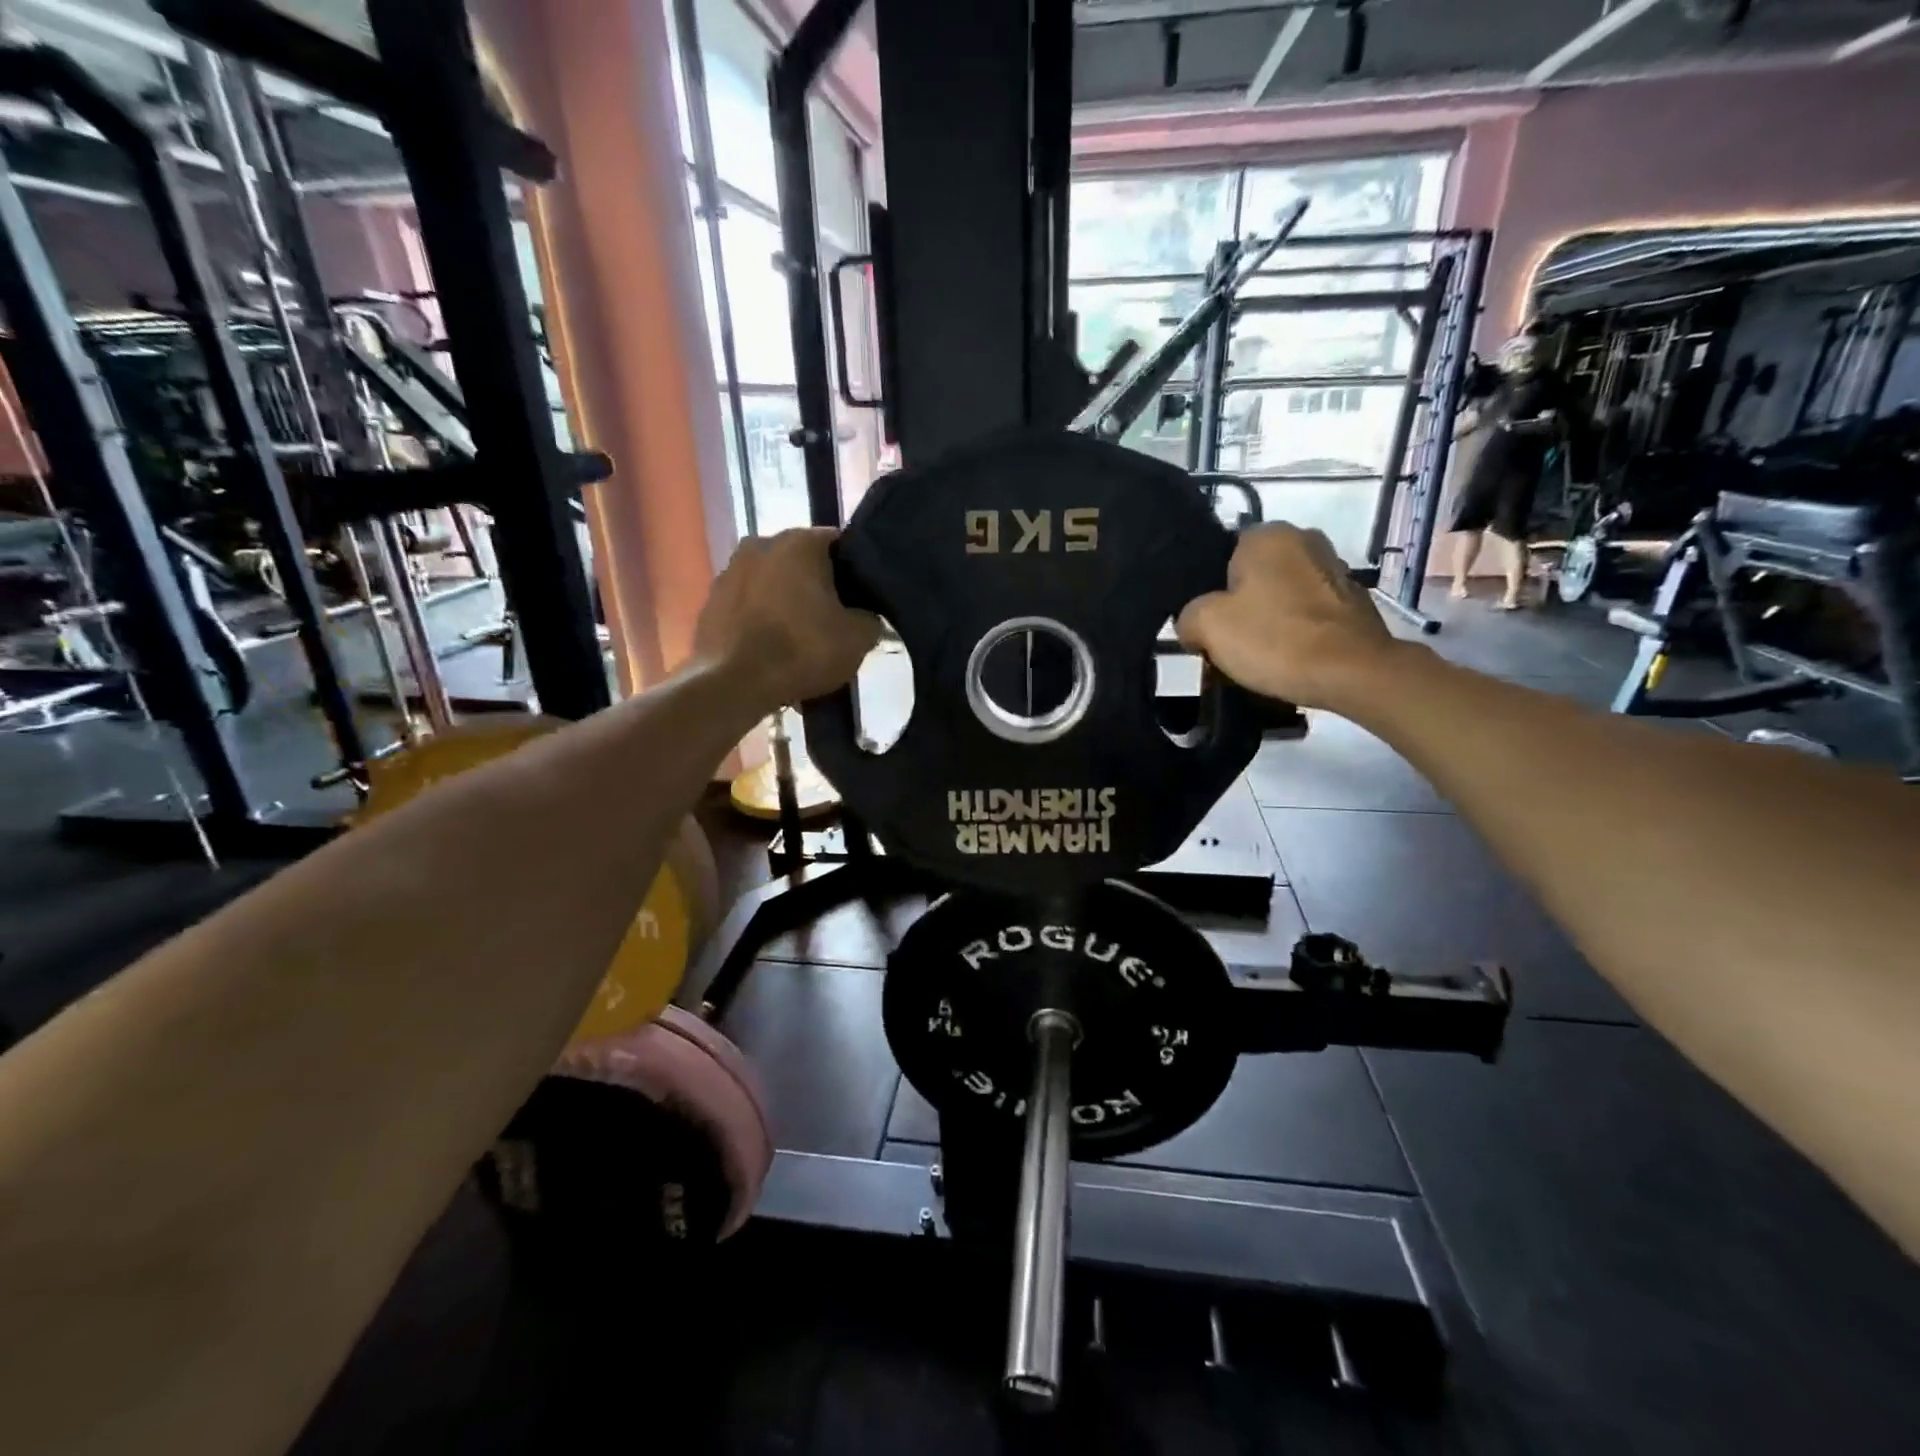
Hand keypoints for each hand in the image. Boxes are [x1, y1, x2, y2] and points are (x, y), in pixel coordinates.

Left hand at [693, 528, 878, 707]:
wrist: (734, 684)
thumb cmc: (802, 650)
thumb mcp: (858, 638)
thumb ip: (869, 618)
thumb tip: (864, 616)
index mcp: (799, 542)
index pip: (838, 544)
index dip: (854, 571)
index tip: (861, 599)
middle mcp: (759, 544)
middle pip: (800, 563)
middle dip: (816, 587)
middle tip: (832, 622)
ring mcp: (728, 572)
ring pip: (771, 584)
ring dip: (785, 603)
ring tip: (798, 640)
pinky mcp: (708, 603)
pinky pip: (746, 607)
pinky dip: (759, 622)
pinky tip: (771, 651)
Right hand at [1176, 524, 1397, 710]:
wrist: (1352, 673)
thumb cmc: (1274, 639)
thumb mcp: (1206, 626)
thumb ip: (1188, 616)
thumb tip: (1193, 623)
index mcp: (1268, 534)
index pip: (1222, 555)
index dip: (1210, 591)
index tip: (1209, 624)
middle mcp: (1306, 539)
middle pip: (1255, 575)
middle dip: (1242, 604)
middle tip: (1230, 641)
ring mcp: (1336, 570)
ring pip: (1284, 594)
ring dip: (1272, 618)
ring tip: (1263, 655)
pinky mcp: (1356, 602)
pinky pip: (1311, 614)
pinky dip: (1300, 632)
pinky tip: (1292, 659)